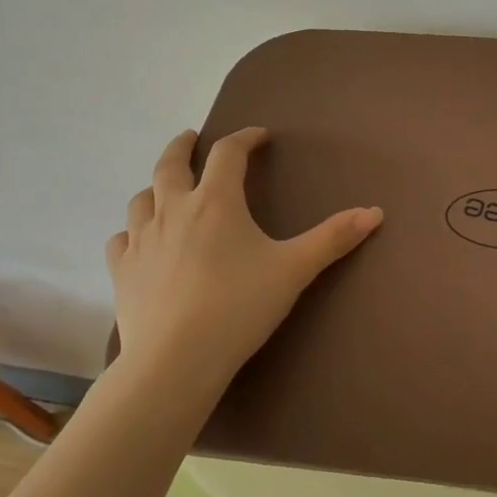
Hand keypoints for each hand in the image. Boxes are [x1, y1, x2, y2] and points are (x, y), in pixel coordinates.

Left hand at [105, 127, 383, 388]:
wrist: (176, 360)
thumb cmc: (239, 306)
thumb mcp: (295, 269)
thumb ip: (334, 238)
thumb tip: (376, 212)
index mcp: (216, 201)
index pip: (228, 153)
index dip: (244, 138)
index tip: (258, 136)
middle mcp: (173, 210)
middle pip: (170, 163)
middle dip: (183, 146)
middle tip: (191, 138)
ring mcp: (142, 240)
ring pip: (142, 198)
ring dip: (156, 186)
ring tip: (167, 189)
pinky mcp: (121, 272)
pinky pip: (121, 239)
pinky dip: (132, 231)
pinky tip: (140, 240)